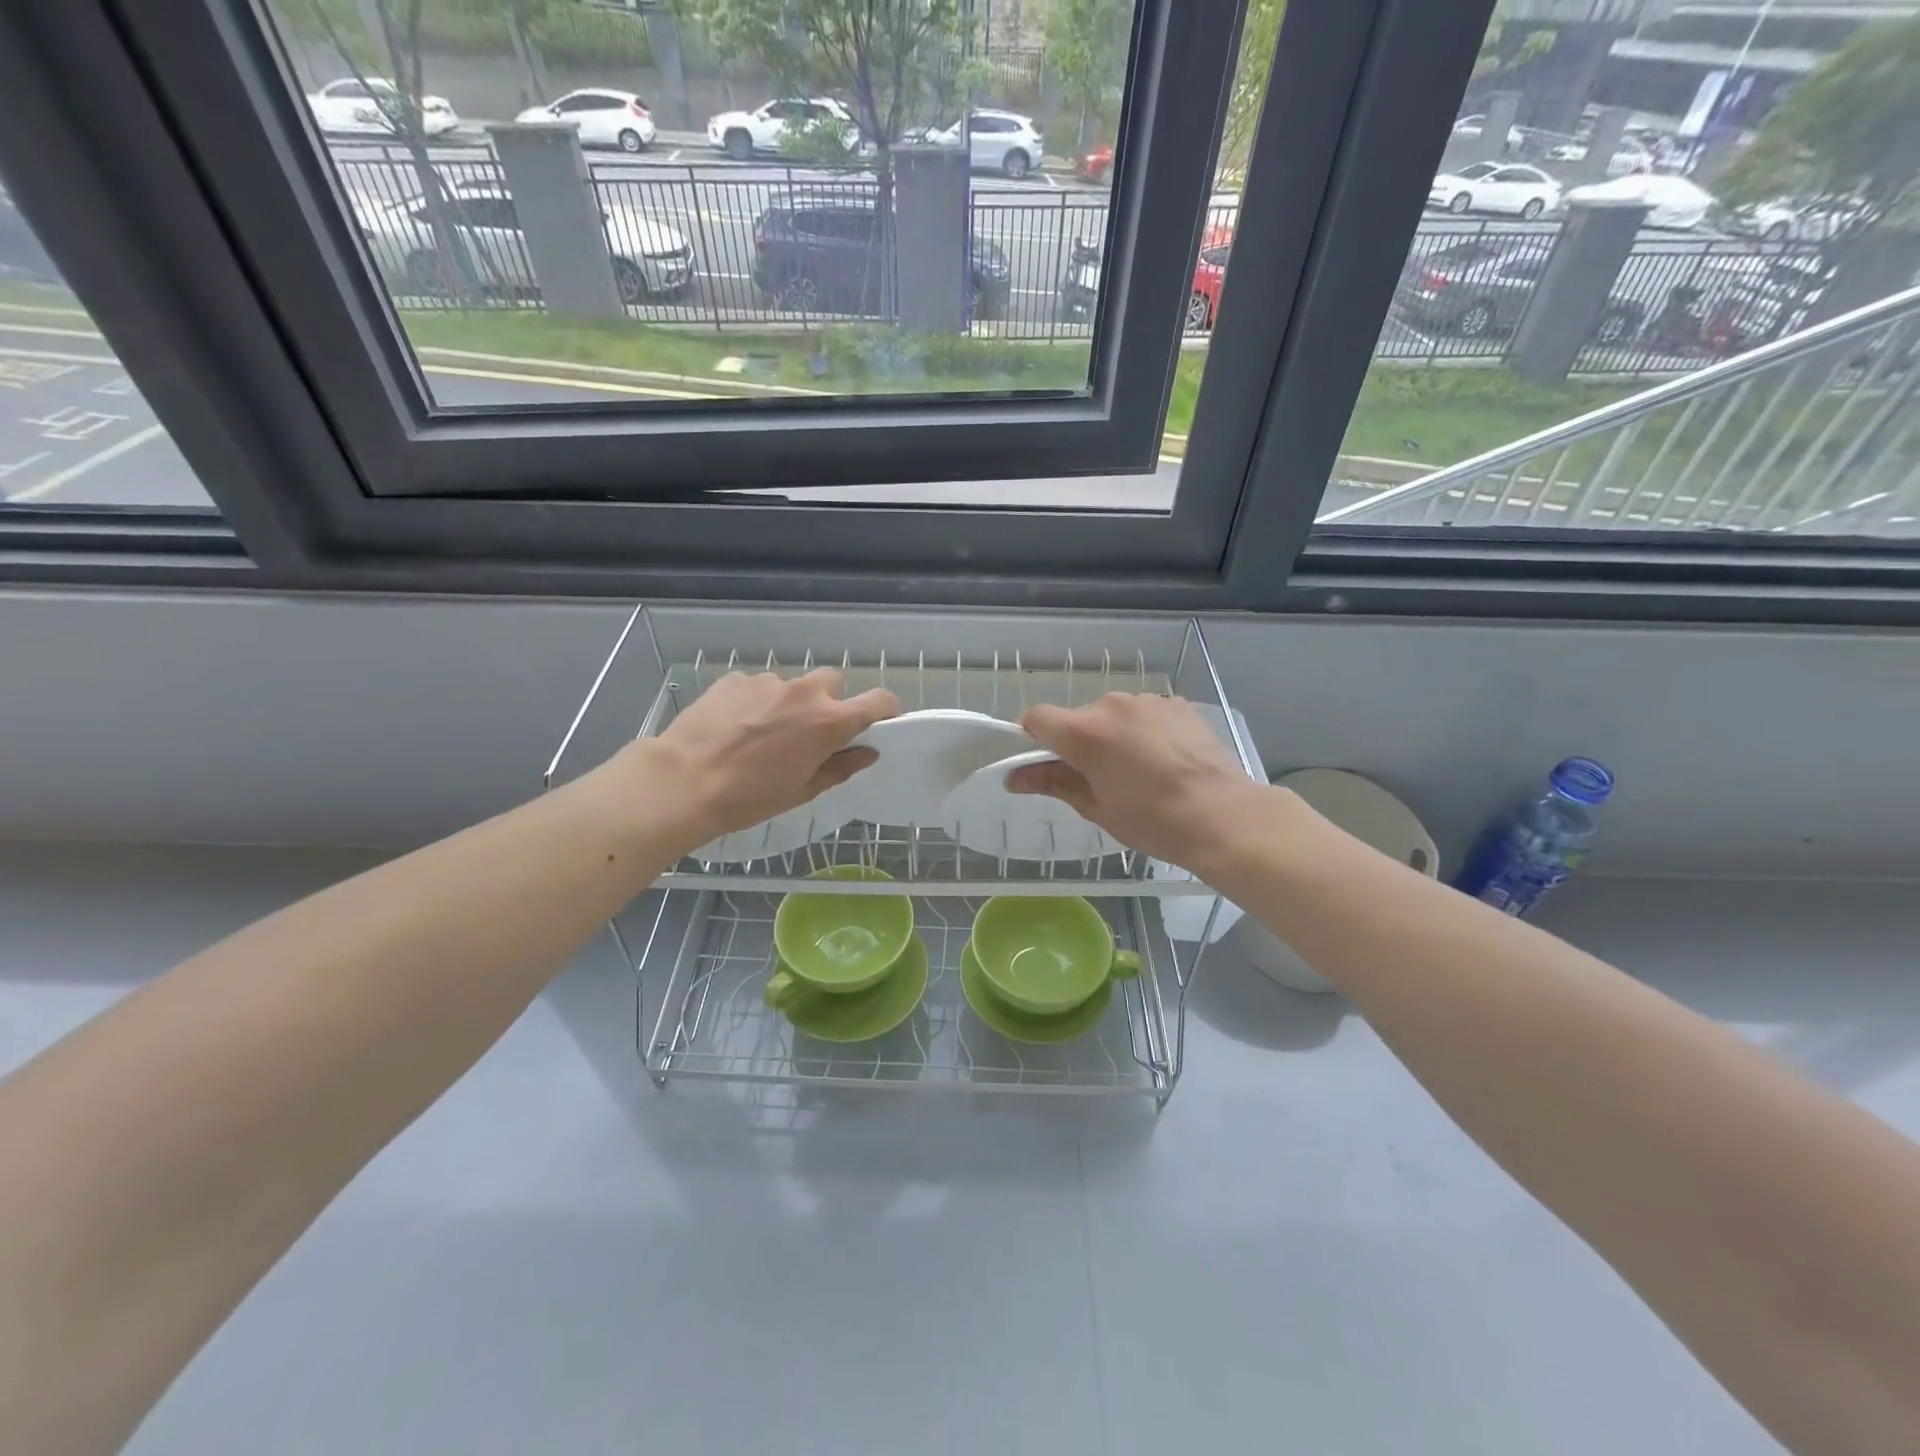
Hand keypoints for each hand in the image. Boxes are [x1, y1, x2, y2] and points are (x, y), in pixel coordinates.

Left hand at [638, 669, 898, 849]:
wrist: (683, 781)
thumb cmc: (750, 797)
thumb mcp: (802, 790)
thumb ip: (840, 766)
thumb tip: (867, 752)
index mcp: (829, 721)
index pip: (879, 701)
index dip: (885, 710)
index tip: (879, 723)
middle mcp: (804, 693)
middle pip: (833, 683)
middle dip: (829, 703)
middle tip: (810, 733)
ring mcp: (768, 682)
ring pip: (792, 686)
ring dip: (788, 704)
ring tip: (762, 735)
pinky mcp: (735, 679)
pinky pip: (758, 687)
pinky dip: (756, 703)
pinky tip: (734, 728)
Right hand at [1007, 693, 1259, 872]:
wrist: (1223, 816)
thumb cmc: (1153, 821)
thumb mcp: (1096, 807)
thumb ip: (1053, 783)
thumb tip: (1015, 778)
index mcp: (1085, 732)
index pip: (1037, 718)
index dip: (1032, 739)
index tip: (1043, 763)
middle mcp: (1112, 705)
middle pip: (1078, 718)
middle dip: (1079, 743)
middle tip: (1098, 779)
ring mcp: (1148, 701)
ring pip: (1113, 715)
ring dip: (1113, 736)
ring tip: (1138, 772)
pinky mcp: (1177, 704)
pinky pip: (1144, 715)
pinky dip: (1143, 732)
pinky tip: (1164, 761)